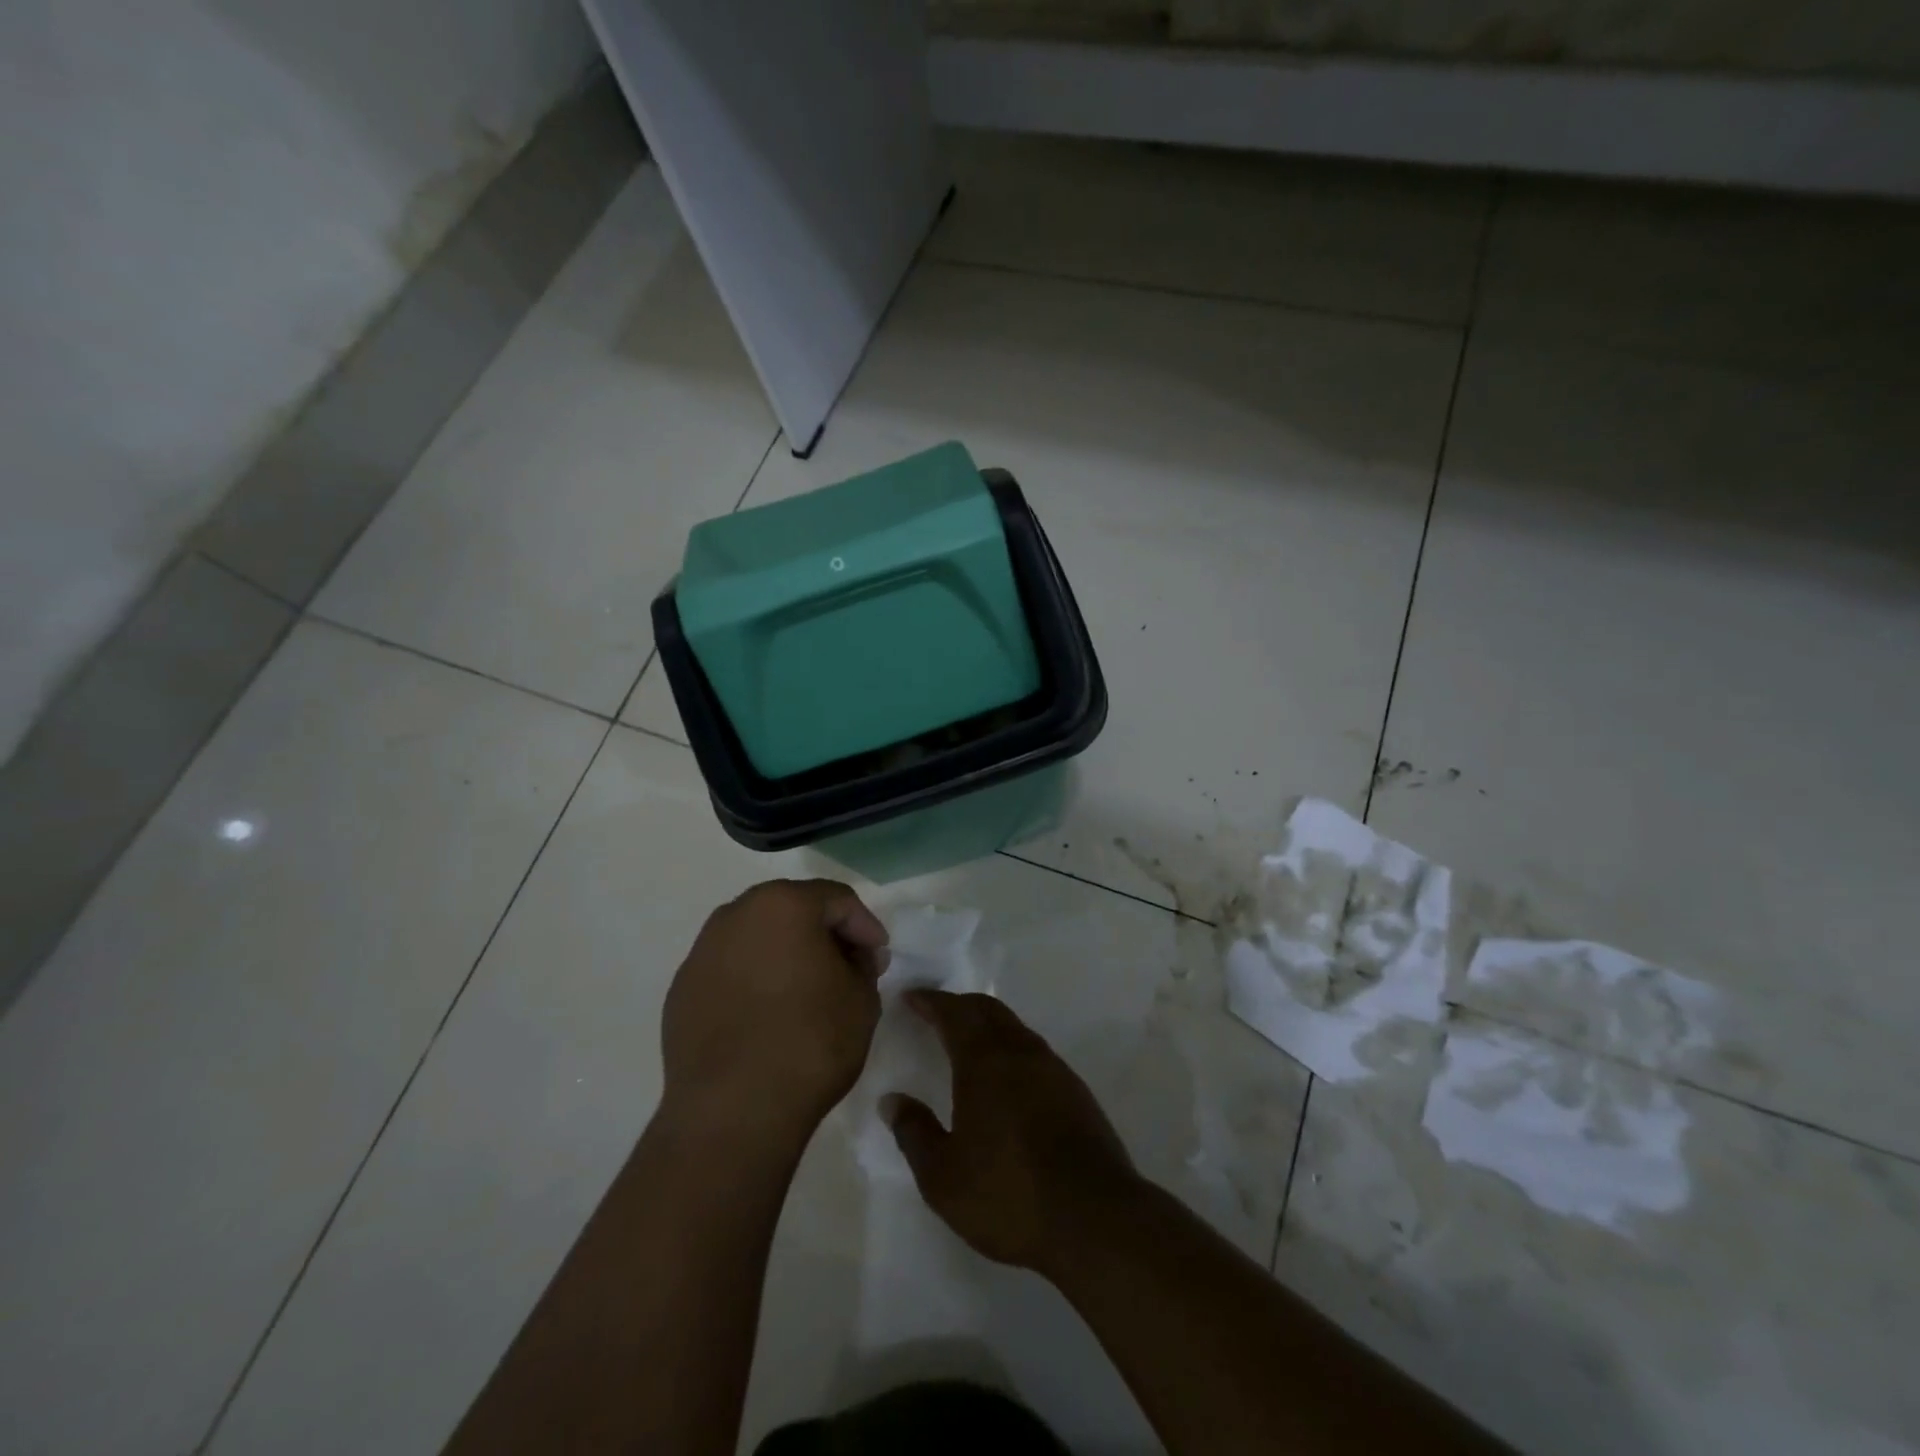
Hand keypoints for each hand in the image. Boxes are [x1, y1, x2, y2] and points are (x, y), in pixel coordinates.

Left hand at [661, 879, 888, 1146]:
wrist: (733, 1112)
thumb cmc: (810, 1043)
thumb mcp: (862, 998)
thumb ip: (863, 963)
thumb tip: (853, 955)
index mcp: (783, 904)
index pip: (837, 899)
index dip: (864, 926)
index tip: (878, 958)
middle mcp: (735, 915)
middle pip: (792, 910)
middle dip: (823, 934)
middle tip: (847, 968)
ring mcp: (701, 952)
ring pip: (756, 938)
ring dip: (785, 954)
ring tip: (806, 991)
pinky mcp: (682, 991)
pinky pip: (730, 970)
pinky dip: (753, 980)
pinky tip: (767, 1015)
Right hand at [884, 991, 1139, 1273]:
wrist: (1095, 1218)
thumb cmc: (1009, 1195)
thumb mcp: (943, 1177)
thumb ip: (914, 1133)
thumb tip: (893, 1100)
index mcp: (985, 1062)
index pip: (954, 1013)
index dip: (930, 1002)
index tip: (911, 997)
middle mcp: (1021, 1052)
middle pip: (988, 1010)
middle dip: (960, 1004)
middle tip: (936, 1011)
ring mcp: (1054, 1069)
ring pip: (1015, 1028)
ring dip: (988, 1024)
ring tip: (968, 1040)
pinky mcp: (1076, 1091)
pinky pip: (1034, 1051)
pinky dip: (1011, 1047)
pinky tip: (1007, 1075)